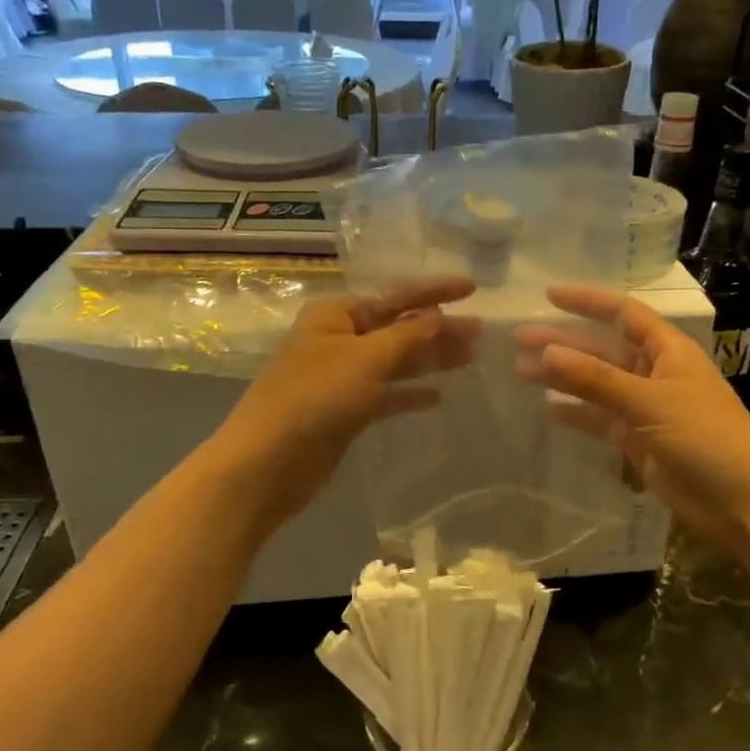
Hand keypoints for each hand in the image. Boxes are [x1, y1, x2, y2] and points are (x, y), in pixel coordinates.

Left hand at [209, 278, 479, 524]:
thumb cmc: (315, 398)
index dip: (435, 290)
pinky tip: (438, 397)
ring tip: (471, 357)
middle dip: (438, 328)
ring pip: (396, 361)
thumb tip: (439, 315)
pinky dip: (410, 393)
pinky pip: (387, 394)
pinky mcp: (347, 410)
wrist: (269, 462)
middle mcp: (340, 339)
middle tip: (480, 332)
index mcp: (337, 314)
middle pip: (399, 327)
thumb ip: (407, 336)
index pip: (395, 294)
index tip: (473, 287)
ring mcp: (343, 376)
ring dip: (431, 359)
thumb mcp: (365, 358)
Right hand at [513, 286, 749, 548]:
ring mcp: (645, 408)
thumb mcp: (649, 401)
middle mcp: (654, 372)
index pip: (623, 313)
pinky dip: (577, 414)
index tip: (548, 296)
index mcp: (667, 350)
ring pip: (596, 385)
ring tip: (521, 372)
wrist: (742, 500)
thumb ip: (596, 379)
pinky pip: (600, 419)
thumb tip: (547, 352)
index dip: (587, 302)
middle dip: (563, 343)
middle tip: (518, 340)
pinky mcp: (638, 440)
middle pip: (602, 349)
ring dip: (563, 378)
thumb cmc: (705, 436)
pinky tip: (548, 409)